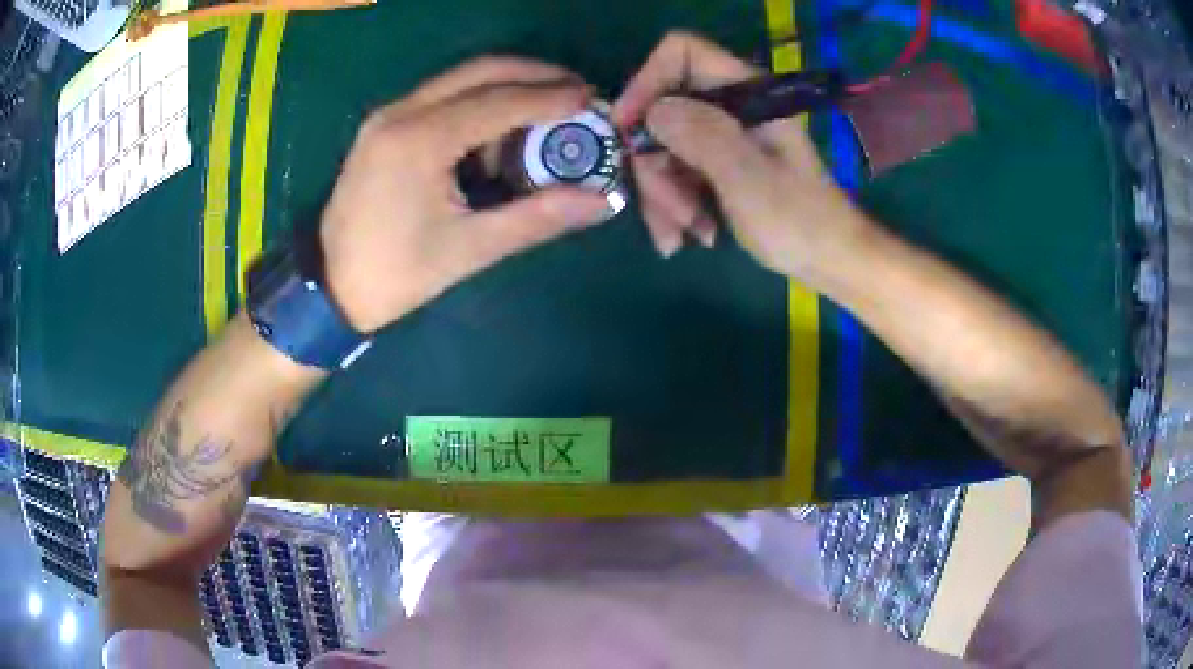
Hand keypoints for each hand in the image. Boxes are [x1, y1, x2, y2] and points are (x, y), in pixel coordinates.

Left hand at [320, 58, 611, 331]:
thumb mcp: (470, 249)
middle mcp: (401, 112)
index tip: (593, 99)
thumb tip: (602, 201)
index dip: (551, 97)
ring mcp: (388, 115)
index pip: (500, 101)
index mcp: (420, 140)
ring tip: (545, 117)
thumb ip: (538, 217)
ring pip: (461, 79)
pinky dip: (478, 103)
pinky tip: (497, 134)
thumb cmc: (396, 274)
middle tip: (577, 92)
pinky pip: (442, 96)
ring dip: (507, 88)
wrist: (329, 287)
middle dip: (534, 75)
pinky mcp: (384, 125)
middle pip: (481, 71)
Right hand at [613, 32, 871, 287]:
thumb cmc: (800, 221)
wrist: (828, 260)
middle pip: (662, 110)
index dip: (647, 81)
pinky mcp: (716, 163)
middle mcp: (729, 105)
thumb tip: (653, 110)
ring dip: (663, 196)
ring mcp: (722, 135)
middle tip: (670, 214)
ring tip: (680, 239)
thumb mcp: (750, 179)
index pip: (682, 53)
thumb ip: (704, 137)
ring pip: (663, 147)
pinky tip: (688, 236)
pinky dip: (674, 206)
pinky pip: (675, 172)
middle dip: (655, 165)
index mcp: (747, 92)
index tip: (627, 129)